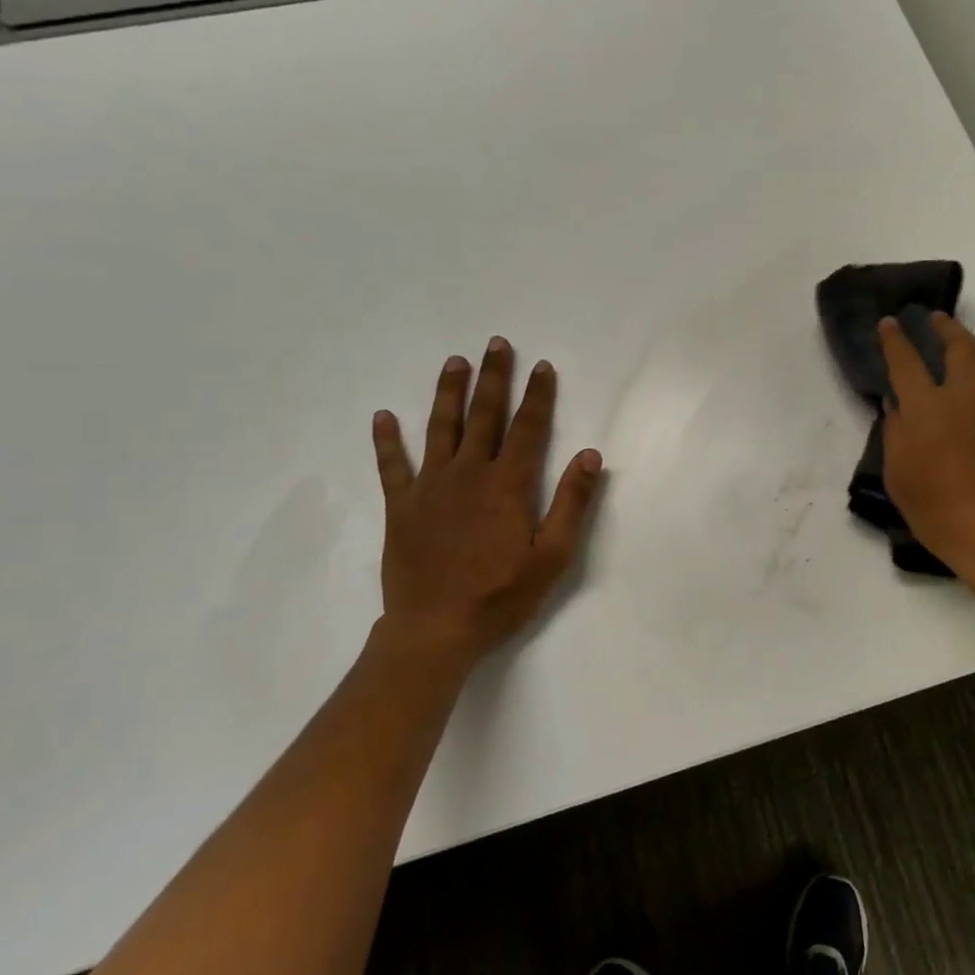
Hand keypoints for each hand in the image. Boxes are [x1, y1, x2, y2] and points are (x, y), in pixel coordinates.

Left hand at [370, 337, 603, 671]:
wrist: (435, 630)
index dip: (538, 395)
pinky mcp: (402, 506)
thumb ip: (572, 503)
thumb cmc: (501, 596)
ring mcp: (431, 487)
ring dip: (449, 392)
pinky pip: (393, 465)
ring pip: (440, 428)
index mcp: (509, 485)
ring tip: (455, 362)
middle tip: (496, 344)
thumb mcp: (553, 556)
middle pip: (485, 415)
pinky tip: (383, 417)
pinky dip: (387, 440)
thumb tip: (590, 455)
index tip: (542, 366)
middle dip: (494, 378)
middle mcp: (470, 473)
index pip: (529, 428)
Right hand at [877, 314, 974, 577]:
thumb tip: (897, 407)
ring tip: (966, 366)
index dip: (895, 339)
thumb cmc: (937, 510)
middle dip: (946, 327)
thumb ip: (895, 434)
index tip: (890, 322)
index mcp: (927, 408)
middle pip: (960, 347)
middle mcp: (964, 398)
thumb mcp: (898, 476)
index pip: (906, 362)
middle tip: (935, 319)